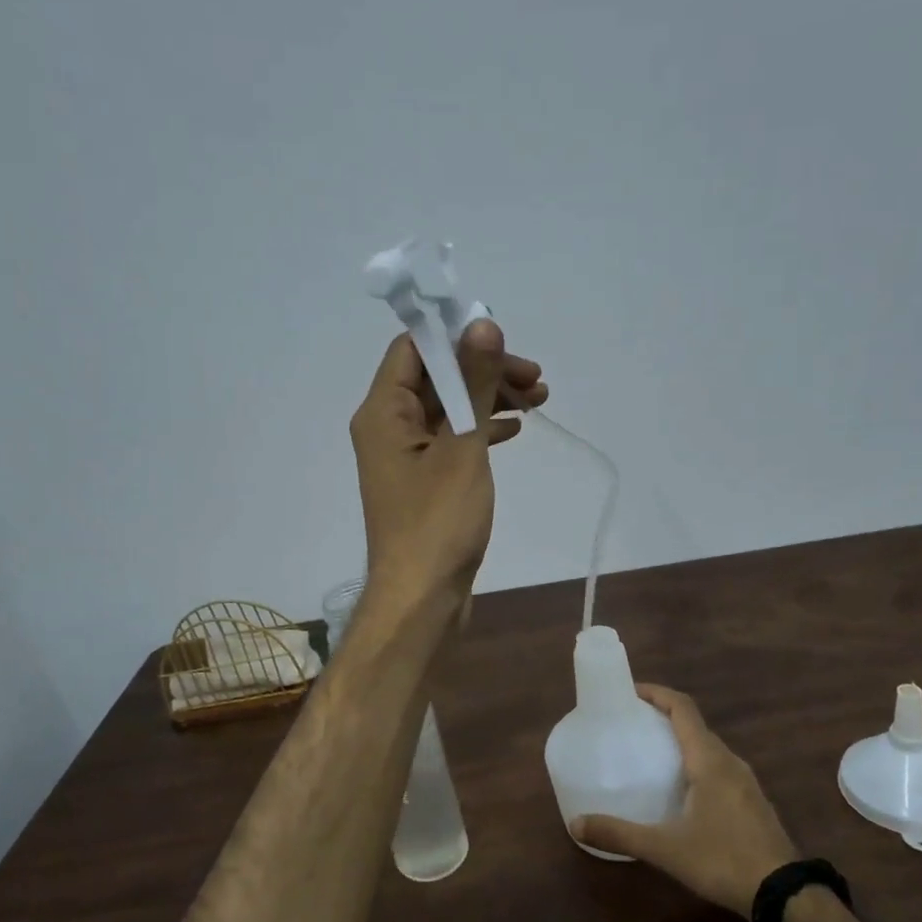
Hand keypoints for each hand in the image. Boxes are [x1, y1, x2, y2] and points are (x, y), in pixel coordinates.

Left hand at [350, 319, 547, 610]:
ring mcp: (406, 455)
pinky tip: (514, 431)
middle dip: (485, 370)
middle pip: (435, 376)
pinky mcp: (424, 480)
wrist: (423, 598)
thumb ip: (473, 382)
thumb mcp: (462, 446)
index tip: (504, 341)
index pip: (413, 349)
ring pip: (449, 407)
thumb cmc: (438, 523)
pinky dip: (481, 429)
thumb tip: (482, 323)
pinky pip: (453, 438)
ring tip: (538, 399)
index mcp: (383, 411)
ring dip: (490, 398)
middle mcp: (387, 426)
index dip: (456, 337)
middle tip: (535, 379)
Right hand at [571, 684, 797, 918]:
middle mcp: (729, 762)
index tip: (629, 692)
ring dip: (681, 741)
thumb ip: (620, 834)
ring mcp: (745, 782)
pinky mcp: (752, 802)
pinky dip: (695, 763)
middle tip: (632, 724)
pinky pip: (719, 768)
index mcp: (709, 760)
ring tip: (651, 754)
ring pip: (708, 748)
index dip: (657, 693)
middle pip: (694, 725)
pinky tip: (681, 790)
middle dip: (663, 716)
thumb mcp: (665, 848)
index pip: (682, 708)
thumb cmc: (723, 859)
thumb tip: (575, 824)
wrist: (785, 895)